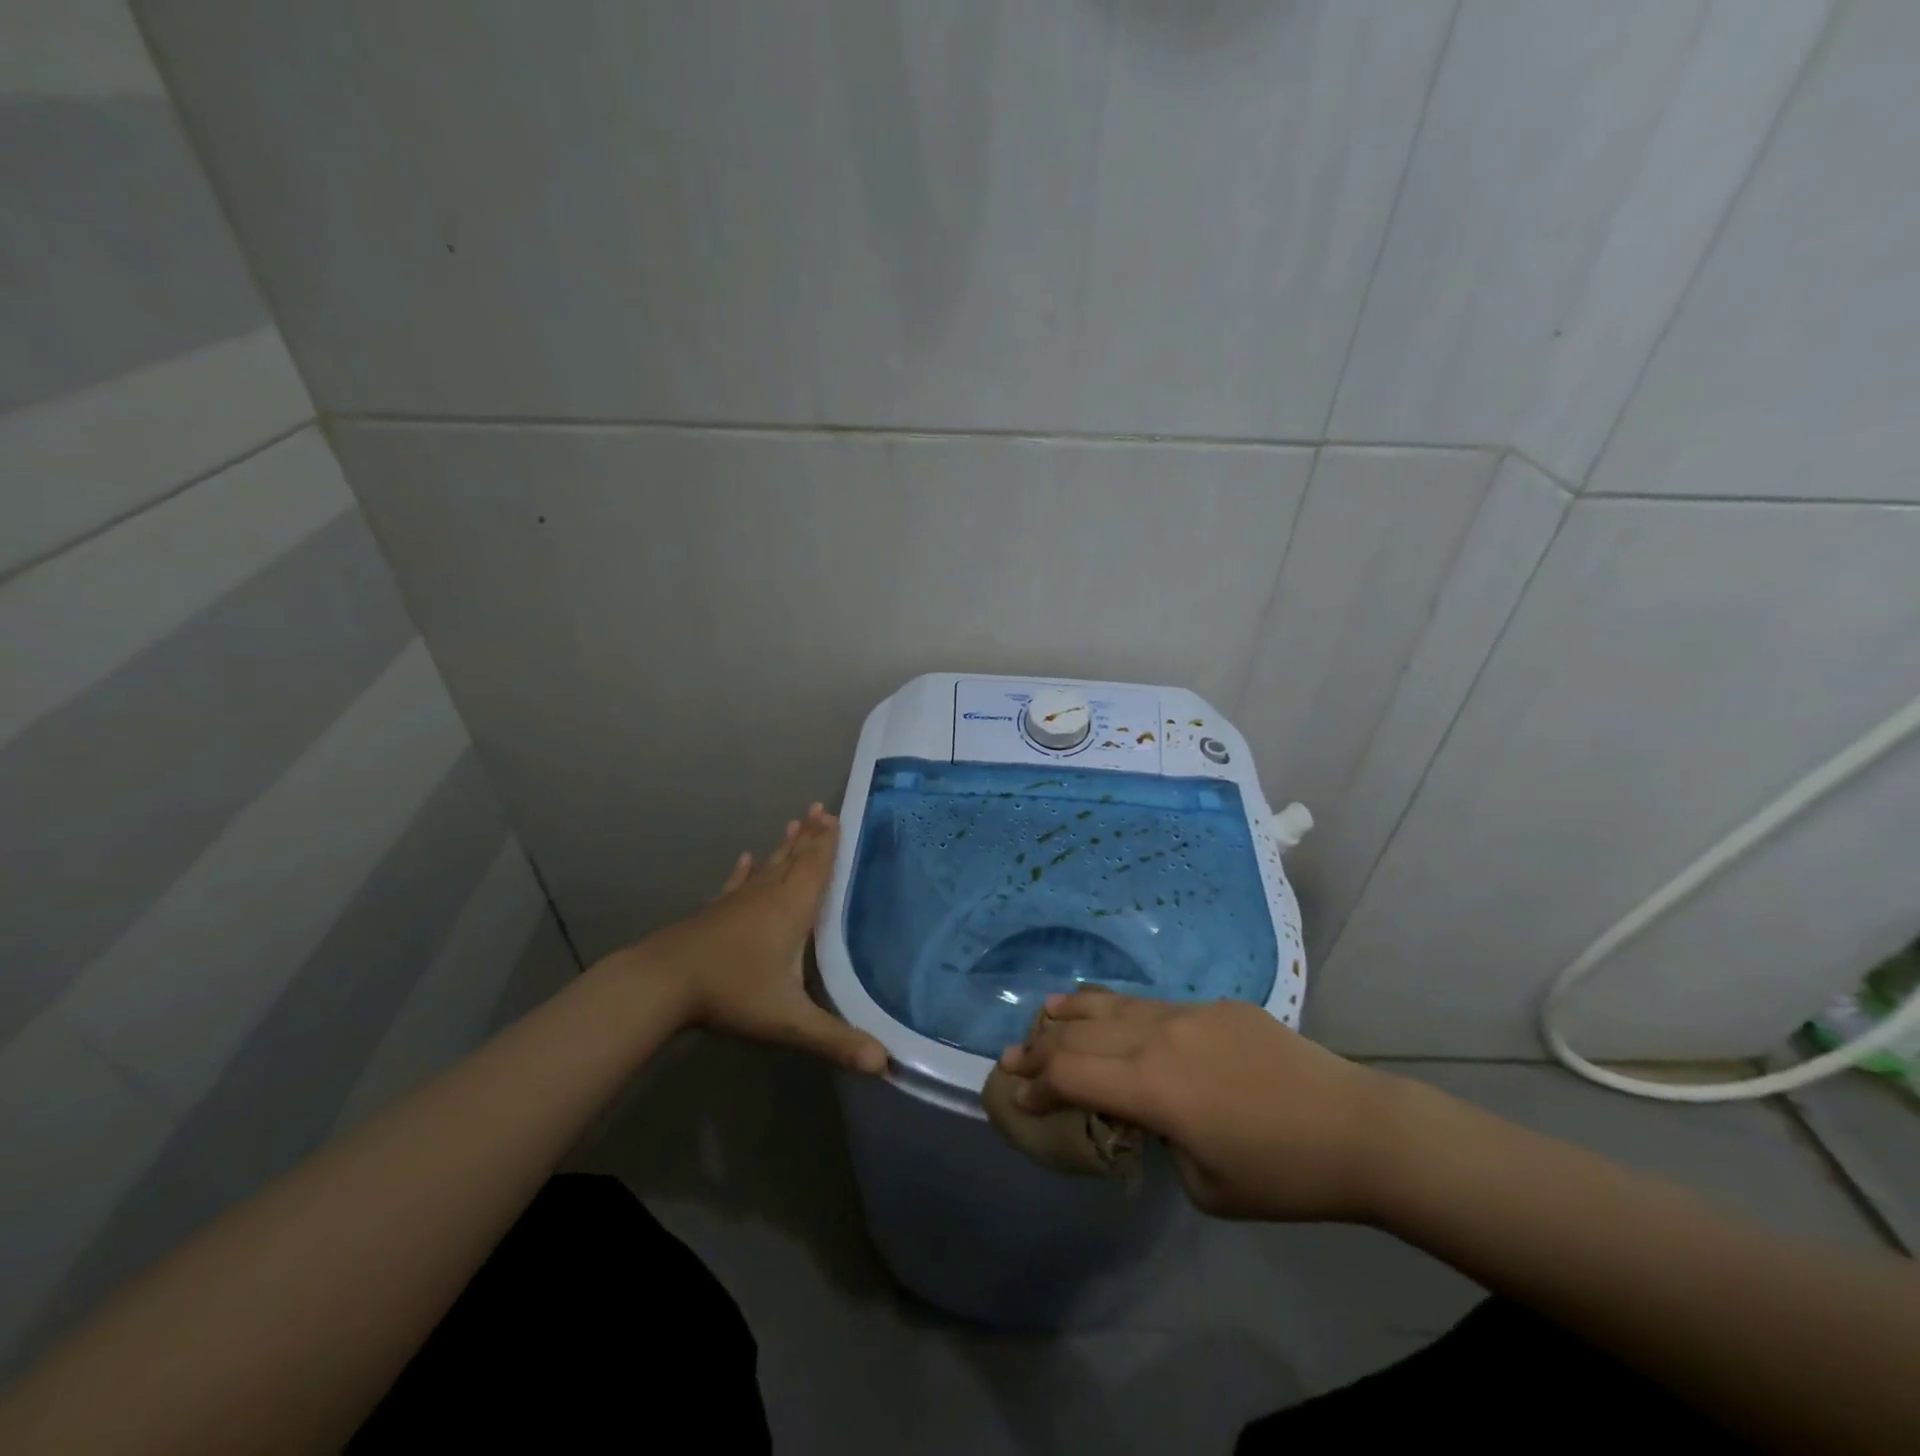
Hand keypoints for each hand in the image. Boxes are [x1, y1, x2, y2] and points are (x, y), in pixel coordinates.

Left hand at [625, 805, 887, 1073]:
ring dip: (784, 846)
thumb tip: (884, 1064)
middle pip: (794, 858)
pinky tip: (745, 858)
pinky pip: (736, 883)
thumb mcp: (789, 1019)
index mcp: (791, 909)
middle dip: (810, 835)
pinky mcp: (715, 912)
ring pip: (768, 865)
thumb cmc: (732, 992)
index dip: (827, 843)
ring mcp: (738, 902)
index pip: (815, 867)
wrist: (662, 983)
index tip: (835, 815)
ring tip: (794, 823)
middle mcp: (768, 896)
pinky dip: (744, 870)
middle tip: (820, 809)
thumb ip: (835, 1040)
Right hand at [997, 990, 1409, 1221]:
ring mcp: (1189, 1013)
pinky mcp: (1217, 1006)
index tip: (1016, 1098)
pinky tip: (1112, 1011)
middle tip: (1011, 1056)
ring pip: (1116, 1006)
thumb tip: (1150, 1116)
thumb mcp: (1204, 1185)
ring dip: (1074, 1013)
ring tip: (1045, 1014)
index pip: (1073, 1076)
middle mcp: (1160, 1037)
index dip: (1037, 1086)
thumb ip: (1160, 1140)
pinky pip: (1154, 1005)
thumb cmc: (1281, 1173)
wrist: (1357, 1128)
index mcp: (1153, 1085)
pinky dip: (1120, 1009)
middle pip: (1083, 1034)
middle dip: (1042, 1047)